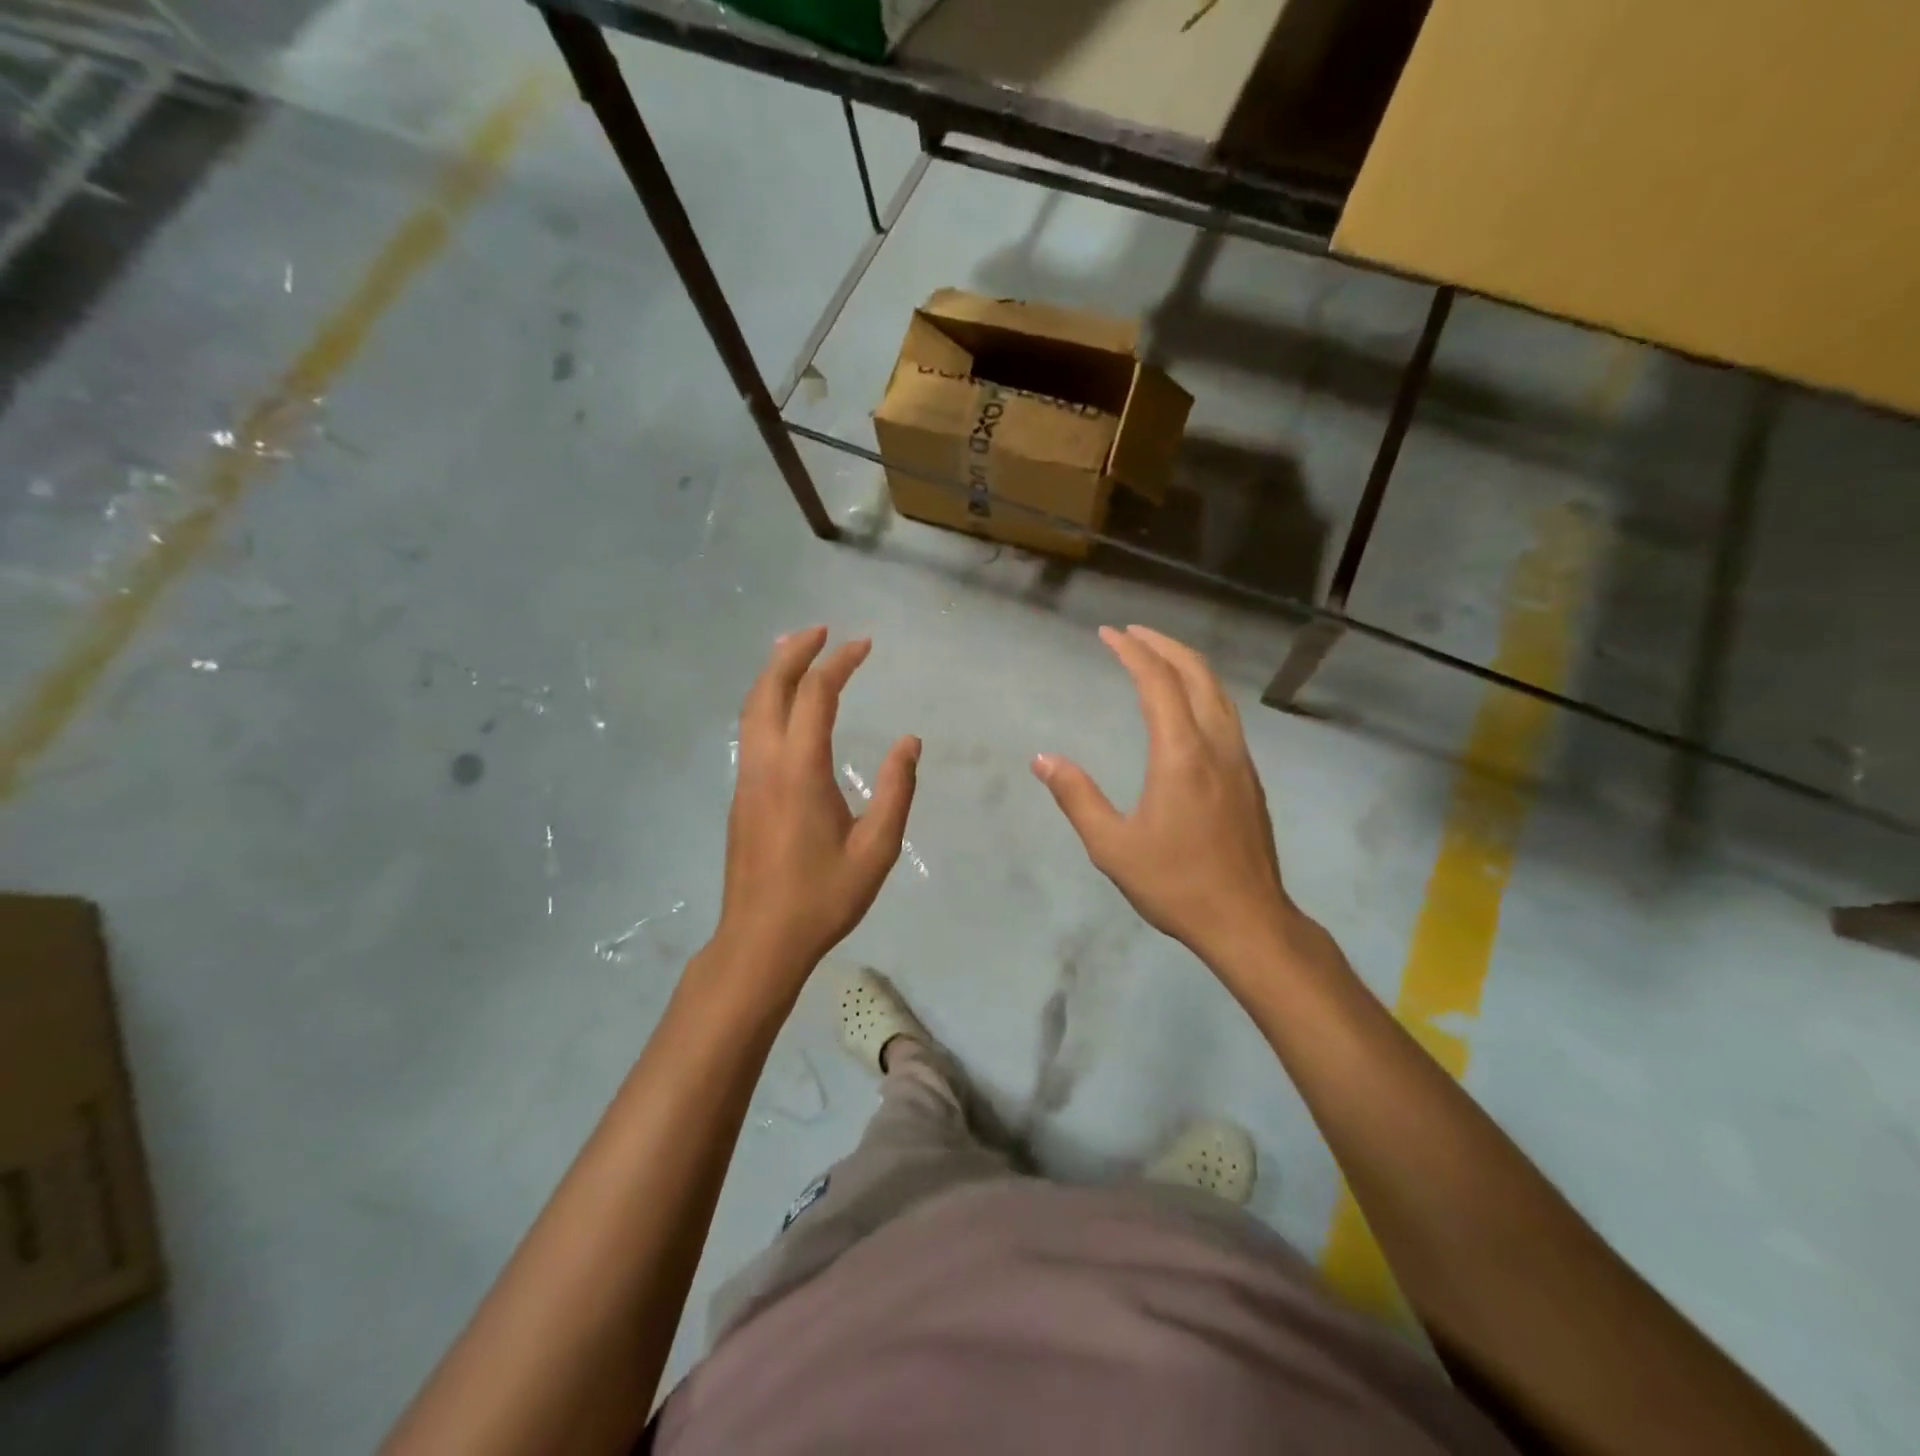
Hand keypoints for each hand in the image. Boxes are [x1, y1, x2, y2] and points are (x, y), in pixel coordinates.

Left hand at [714, 628, 918, 990]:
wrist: (760, 941)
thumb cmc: (823, 897)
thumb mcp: (876, 849)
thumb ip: (896, 790)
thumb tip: (909, 742)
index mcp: (799, 771)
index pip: (816, 695)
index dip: (840, 662)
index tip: (864, 644)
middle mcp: (765, 763)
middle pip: (769, 688)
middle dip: (793, 651)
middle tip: (822, 630)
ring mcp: (746, 778)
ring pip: (751, 707)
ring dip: (774, 673)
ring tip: (796, 651)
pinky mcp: (741, 795)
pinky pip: (750, 729)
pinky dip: (766, 700)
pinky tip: (784, 707)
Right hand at [1034, 625, 1296, 969]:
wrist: (1248, 921)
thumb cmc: (1176, 884)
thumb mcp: (1112, 846)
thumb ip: (1076, 797)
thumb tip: (1042, 759)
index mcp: (1181, 754)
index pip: (1158, 682)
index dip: (1132, 652)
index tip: (1108, 634)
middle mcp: (1216, 745)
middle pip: (1196, 674)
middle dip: (1163, 645)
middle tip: (1132, 633)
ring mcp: (1239, 760)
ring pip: (1218, 692)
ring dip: (1187, 665)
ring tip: (1158, 657)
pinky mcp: (1248, 778)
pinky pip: (1226, 714)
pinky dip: (1202, 691)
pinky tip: (1186, 707)